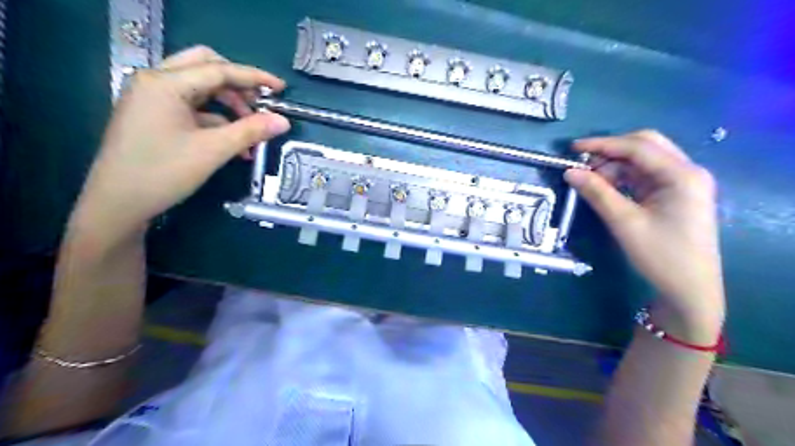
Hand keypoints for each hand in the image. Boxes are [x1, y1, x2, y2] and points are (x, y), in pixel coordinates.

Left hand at [70, 44, 289, 238]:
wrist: (118, 204)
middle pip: (206, 68)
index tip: (281, 88)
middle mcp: (156, 82)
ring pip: (201, 88)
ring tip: (251, 133)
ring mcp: (152, 98)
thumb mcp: (213, 151)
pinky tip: (233, 142)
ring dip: (229, 105)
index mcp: (166, 83)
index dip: (255, 77)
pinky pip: (192, 107)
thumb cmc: (164, 172)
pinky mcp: (154, 115)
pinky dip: (216, 119)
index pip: (219, 70)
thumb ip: (250, 131)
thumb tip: (284, 121)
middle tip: (261, 105)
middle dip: (238, 85)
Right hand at [565, 131, 724, 342]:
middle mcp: (687, 171)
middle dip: (611, 152)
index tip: (572, 149)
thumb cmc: (661, 256)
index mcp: (682, 175)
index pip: (638, 147)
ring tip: (591, 182)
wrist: (690, 290)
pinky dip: (623, 177)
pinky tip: (607, 188)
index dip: (603, 144)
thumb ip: (597, 193)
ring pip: (644, 161)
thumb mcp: (624, 223)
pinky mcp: (675, 194)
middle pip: (645, 146)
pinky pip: (645, 176)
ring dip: (615, 165)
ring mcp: (683, 183)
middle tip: (583, 165)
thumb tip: (569, 172)